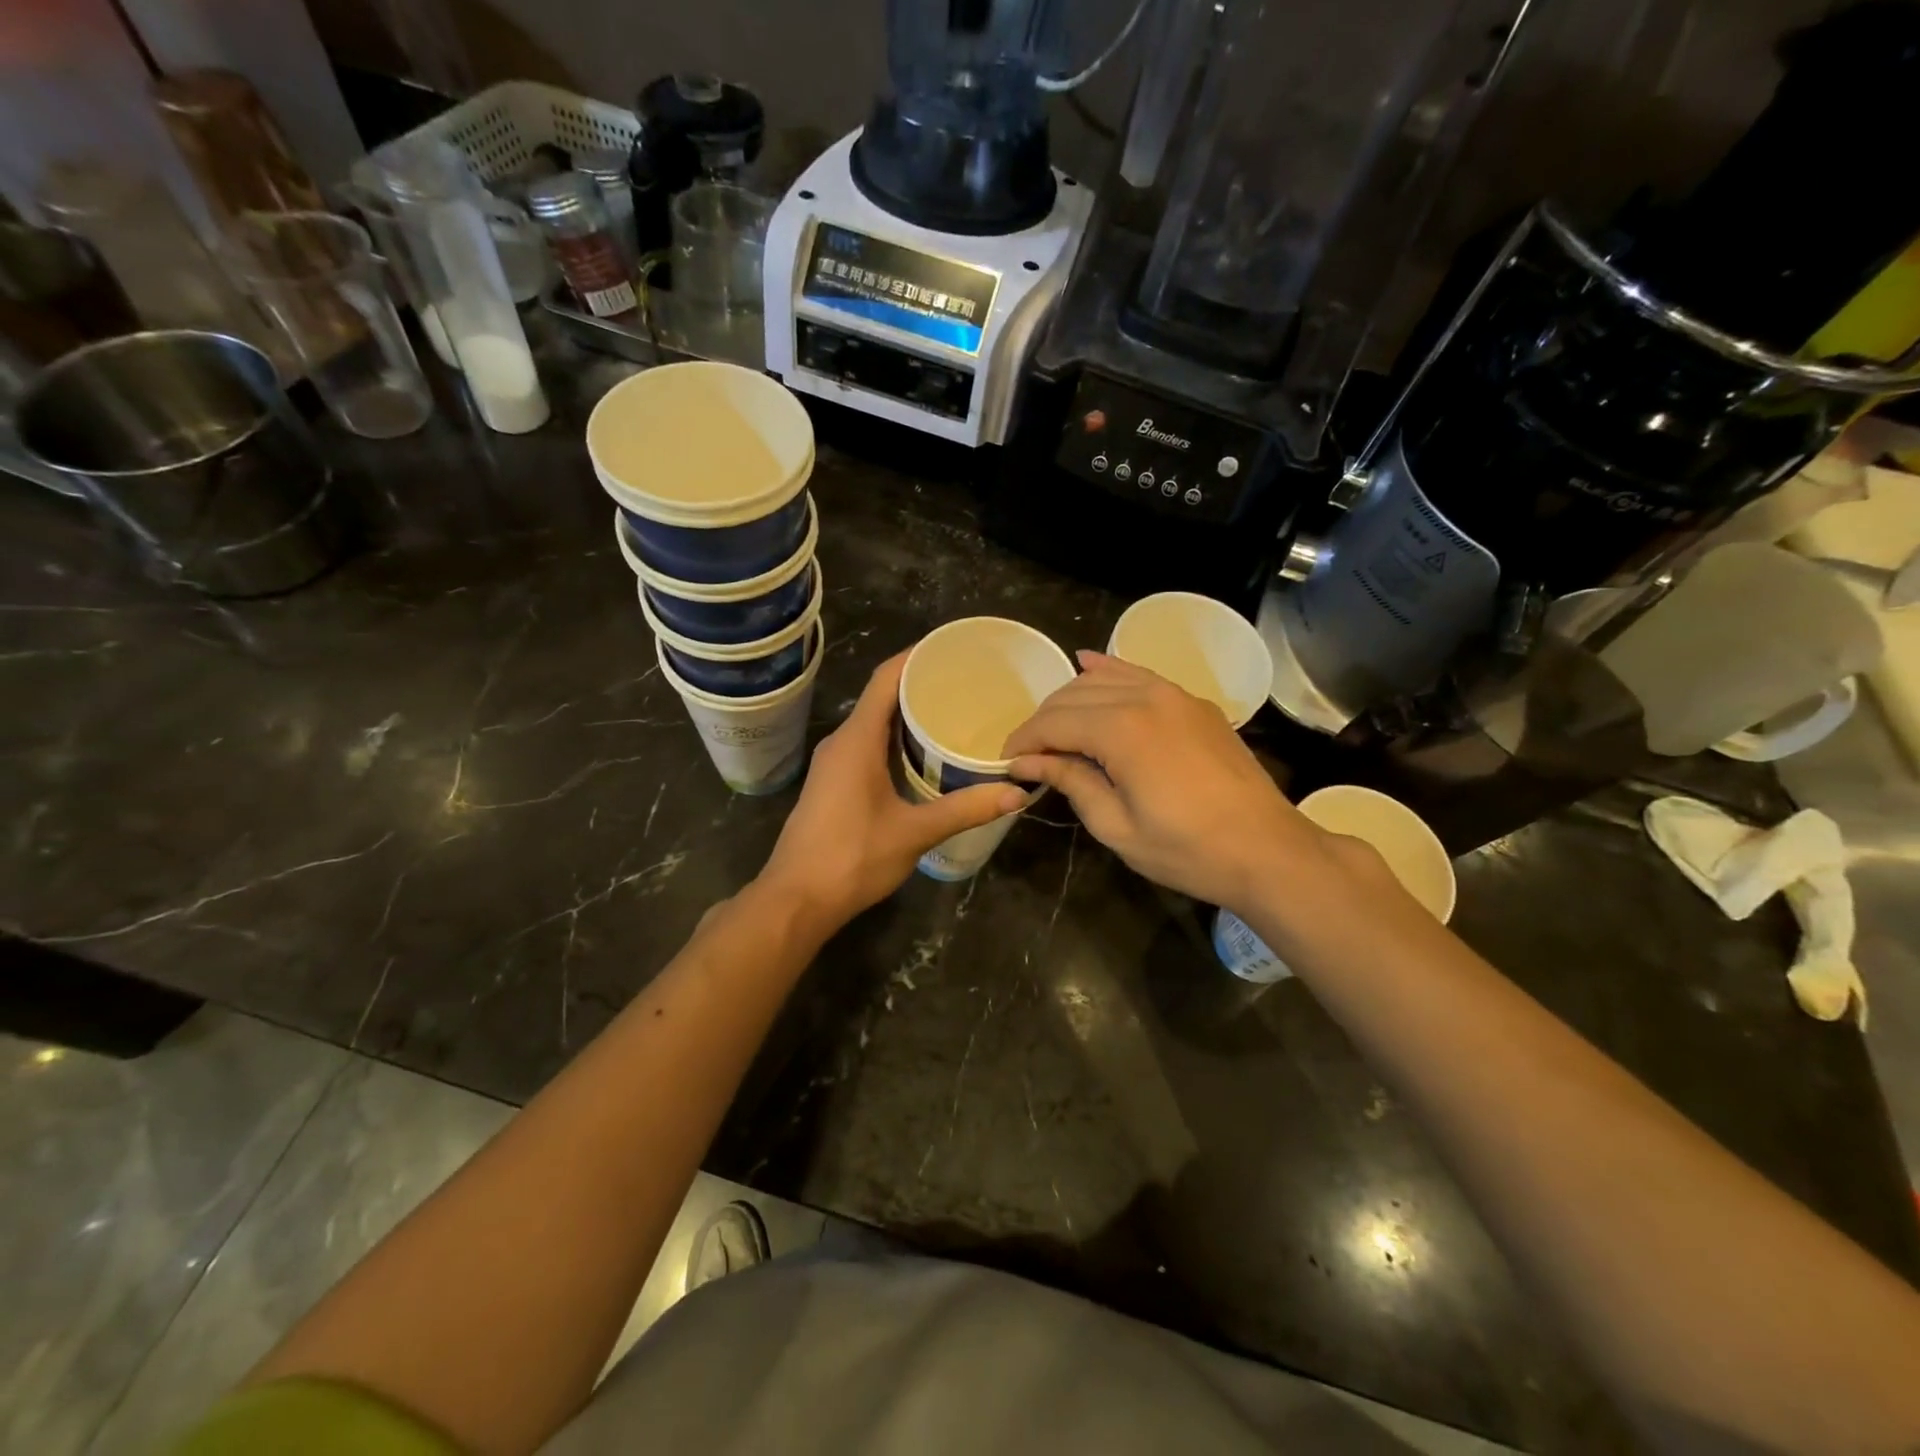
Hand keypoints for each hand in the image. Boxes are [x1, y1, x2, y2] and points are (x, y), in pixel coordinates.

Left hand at [756, 653, 1025, 934]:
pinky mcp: (834, 784)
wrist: (796, 900)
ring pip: (874, 724)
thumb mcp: (914, 832)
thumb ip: (965, 809)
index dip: (916, 657)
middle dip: (921, 685)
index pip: (885, 679)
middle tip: (967, 683)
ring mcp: (834, 764)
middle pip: (881, 697)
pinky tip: (924, 755)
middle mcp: (842, 742)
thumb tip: (1016, 792)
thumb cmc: (851, 858)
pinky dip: (896, 740)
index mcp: (856, 740)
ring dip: (908, 715)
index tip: (952, 647)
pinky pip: (868, 746)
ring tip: (953, 713)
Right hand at [1005, 652, 1331, 909]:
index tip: (1007, 762)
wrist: (1266, 850)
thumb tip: (1026, 761)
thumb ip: (1070, 781)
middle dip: (1044, 721)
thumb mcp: (1116, 826)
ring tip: (1055, 728)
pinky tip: (1088, 665)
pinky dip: (1109, 670)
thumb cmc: (1187, 849)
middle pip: (1074, 695)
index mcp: (1121, 730)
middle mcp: (1144, 697)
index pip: (1054, 722)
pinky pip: (1139, 674)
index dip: (1024, 740)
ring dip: (1071, 698)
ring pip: (1104, 679)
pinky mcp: (1192, 702)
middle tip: (1029, 752)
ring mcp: (1174, 693)